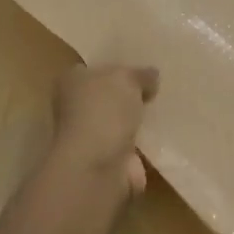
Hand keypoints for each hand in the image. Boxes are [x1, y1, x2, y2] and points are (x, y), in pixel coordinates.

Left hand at [51, 64, 159, 194]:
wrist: (97, 166)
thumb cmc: (103, 111)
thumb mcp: (127, 79)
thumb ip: (140, 74)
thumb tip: (151, 76)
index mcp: (71, 81)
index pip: (92, 69)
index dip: (114, 67)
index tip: (139, 69)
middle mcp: (74, 108)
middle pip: (104, 96)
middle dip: (126, 96)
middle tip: (155, 89)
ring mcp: (89, 137)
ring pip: (116, 122)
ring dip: (134, 121)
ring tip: (162, 112)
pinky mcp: (105, 160)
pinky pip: (127, 146)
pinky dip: (141, 145)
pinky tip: (159, 138)